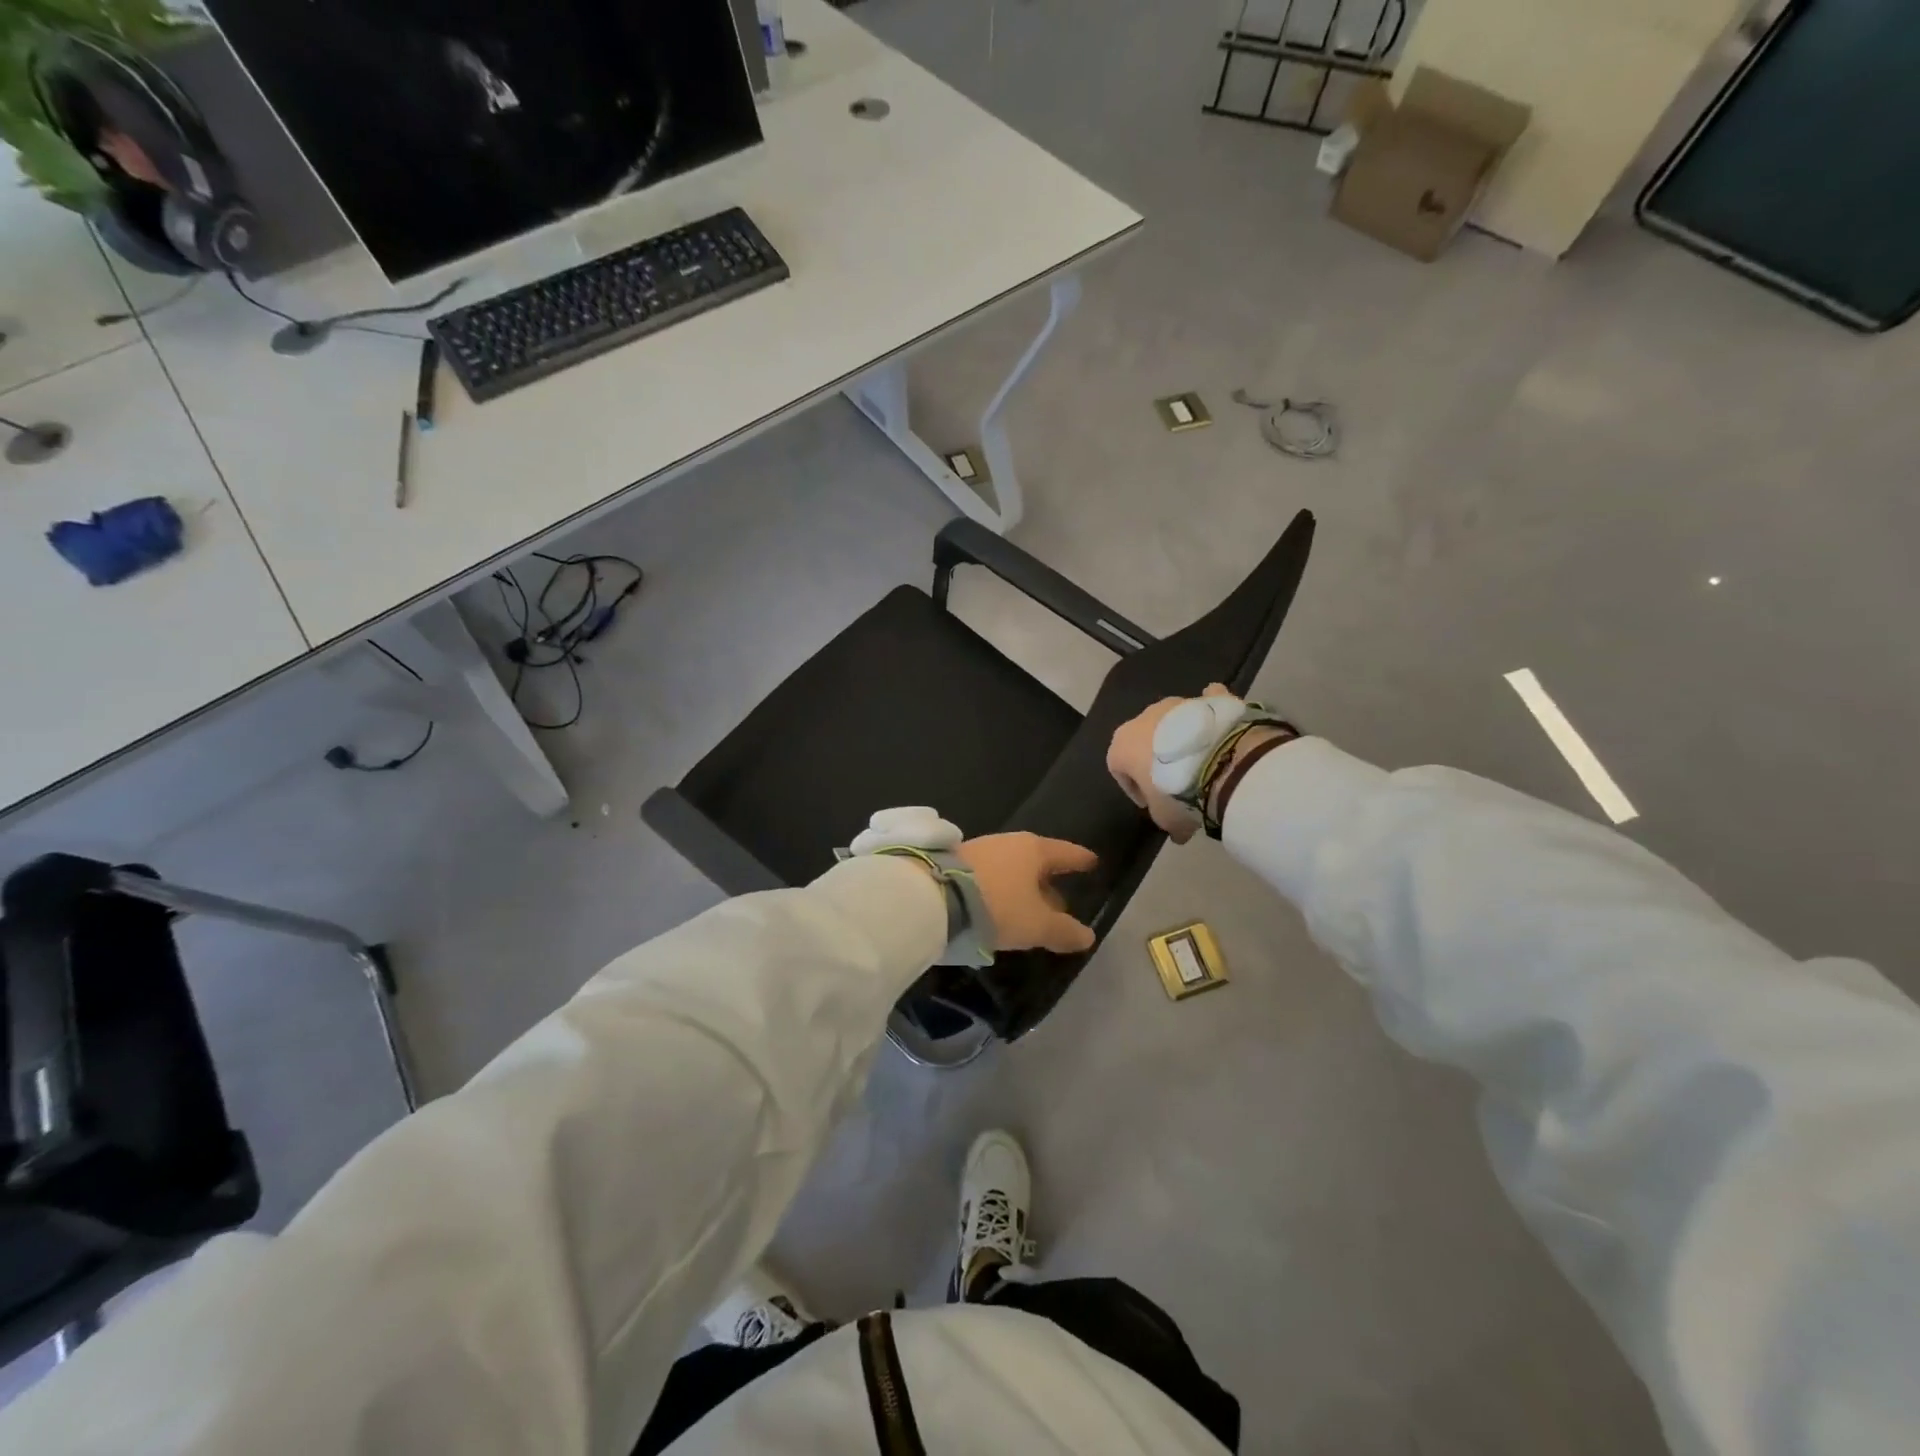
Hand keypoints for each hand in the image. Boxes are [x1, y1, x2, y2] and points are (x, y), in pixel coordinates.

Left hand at [955, 833, 1098, 953]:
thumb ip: (1064, 931)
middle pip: (1037, 861)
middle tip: (1061, 902)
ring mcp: (981, 850)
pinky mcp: (957, 863)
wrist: (935, 896)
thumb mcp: (1036, 925)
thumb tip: (1087, 936)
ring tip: (1029, 911)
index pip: (1066, 852)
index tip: (1092, 862)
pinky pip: (991, 876)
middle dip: (1049, 881)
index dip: (1080, 860)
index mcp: (1034, 849)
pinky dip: (1001, 890)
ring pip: (1012, 869)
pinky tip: (1000, 909)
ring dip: (1023, 888)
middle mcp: (1009, 843)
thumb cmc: (998, 905)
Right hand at [1106, 684, 1238, 843]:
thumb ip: (1164, 819)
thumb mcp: (1166, 819)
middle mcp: (1142, 718)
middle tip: (1175, 783)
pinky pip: (1205, 704)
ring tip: (1201, 762)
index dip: (1134, 788)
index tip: (1152, 803)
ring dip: (1180, 739)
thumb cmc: (1178, 793)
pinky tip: (1218, 726)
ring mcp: (1176, 704)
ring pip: (1172, 722)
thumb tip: (1177, 832)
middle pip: (1143, 741)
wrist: (1222, 763)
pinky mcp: (1208, 700)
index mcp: (1121, 745)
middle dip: (1155, 759)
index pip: (1118, 768)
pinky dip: (1208, 712)